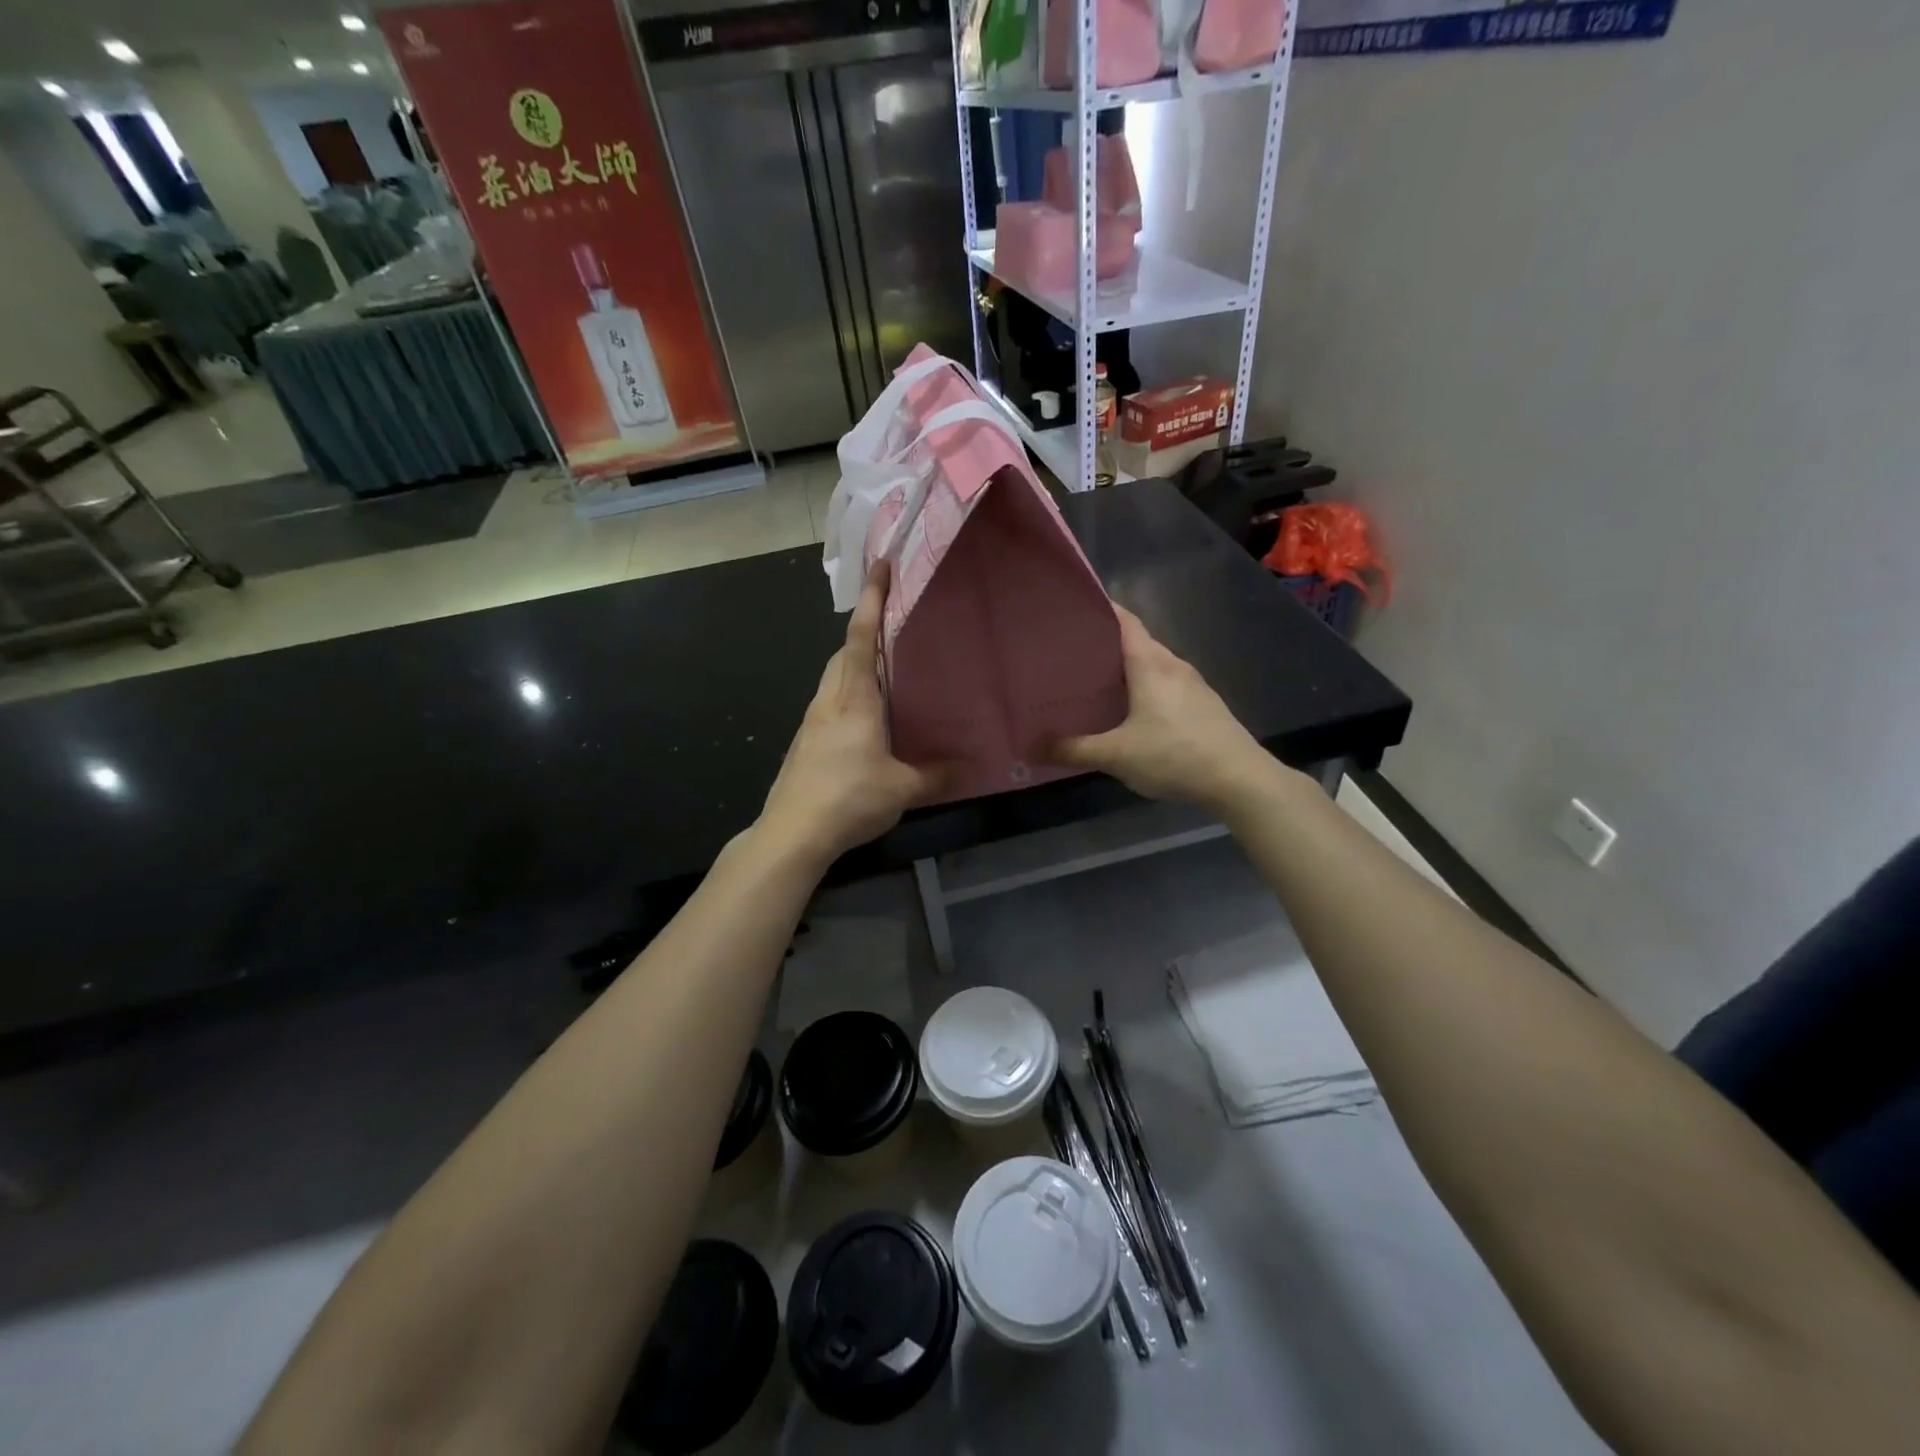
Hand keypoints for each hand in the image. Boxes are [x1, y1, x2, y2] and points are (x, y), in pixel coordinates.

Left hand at [757, 563, 944, 868]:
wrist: (792, 832)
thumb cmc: (849, 798)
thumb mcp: (902, 788)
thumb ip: (936, 775)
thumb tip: (969, 766)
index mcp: (854, 699)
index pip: (862, 637)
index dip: (872, 600)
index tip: (880, 566)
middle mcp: (829, 700)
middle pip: (844, 652)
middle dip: (865, 630)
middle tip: (895, 625)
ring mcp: (812, 721)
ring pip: (834, 677)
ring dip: (856, 663)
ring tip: (887, 669)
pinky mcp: (805, 742)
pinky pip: (830, 702)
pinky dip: (849, 692)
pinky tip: (867, 717)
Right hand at [1053, 607, 1275, 812]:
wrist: (1240, 780)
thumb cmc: (1175, 755)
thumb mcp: (1116, 756)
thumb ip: (1074, 750)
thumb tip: (1033, 747)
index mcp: (1151, 665)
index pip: (1125, 621)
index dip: (1102, 609)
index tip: (1074, 609)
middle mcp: (1173, 665)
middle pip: (1137, 642)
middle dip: (1106, 644)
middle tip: (1070, 653)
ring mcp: (1193, 685)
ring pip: (1153, 665)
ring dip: (1126, 668)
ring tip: (1095, 681)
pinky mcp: (1203, 705)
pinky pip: (1166, 684)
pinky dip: (1144, 687)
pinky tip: (1130, 710)